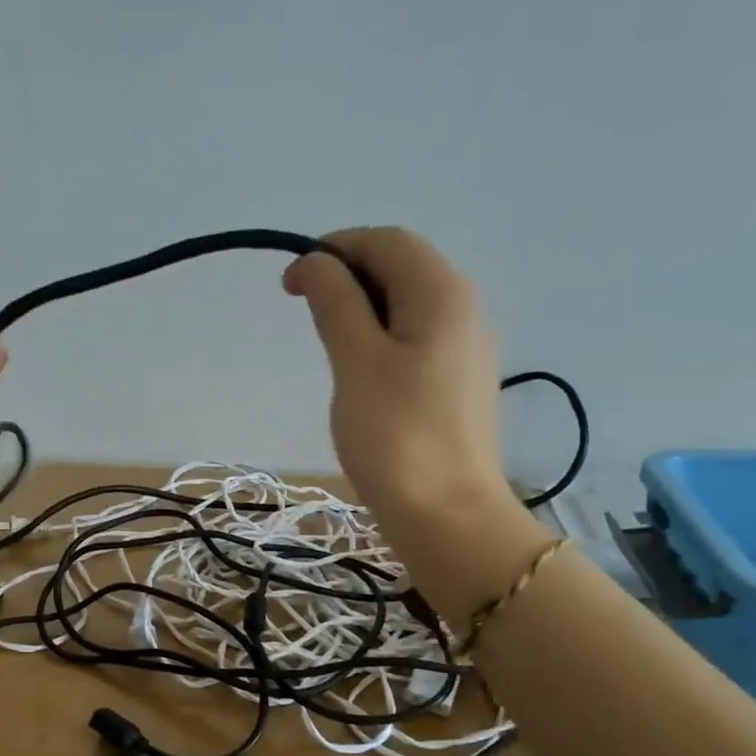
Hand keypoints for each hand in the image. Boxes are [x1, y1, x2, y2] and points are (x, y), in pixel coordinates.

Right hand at [284, 227, 512, 532]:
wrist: (445, 514)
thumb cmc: (395, 434)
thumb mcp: (355, 360)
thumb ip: (335, 301)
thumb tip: (313, 261)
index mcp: (442, 293)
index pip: (386, 241)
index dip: (334, 248)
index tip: (290, 284)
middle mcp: (464, 308)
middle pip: (402, 266)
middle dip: (348, 275)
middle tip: (305, 311)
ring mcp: (465, 346)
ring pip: (407, 302)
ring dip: (362, 306)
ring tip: (327, 342)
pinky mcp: (457, 380)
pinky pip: (415, 335)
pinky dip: (380, 335)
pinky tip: (358, 369)